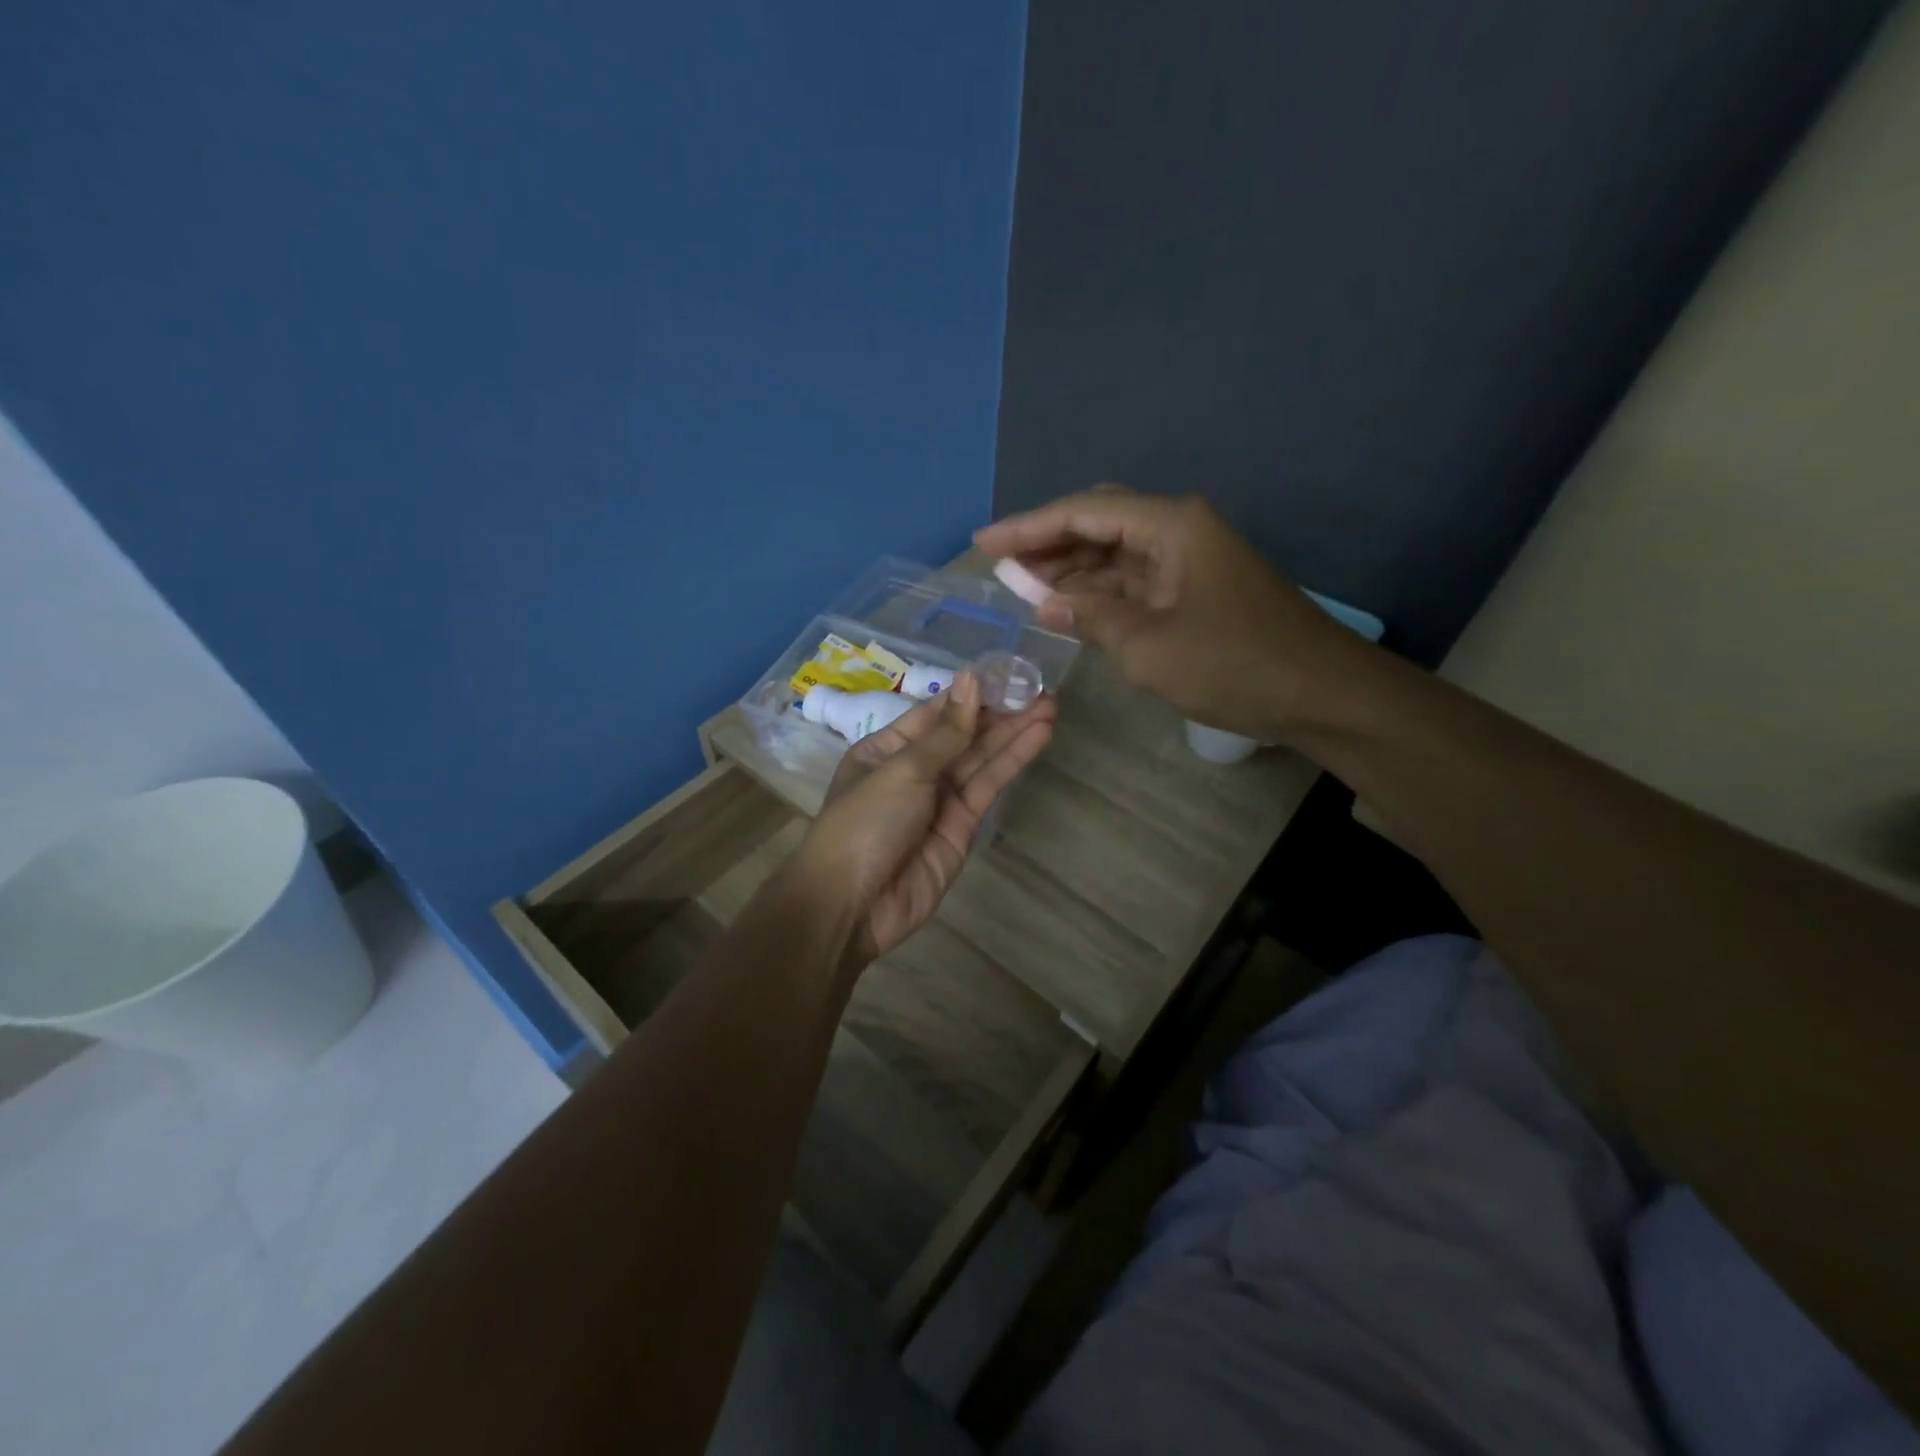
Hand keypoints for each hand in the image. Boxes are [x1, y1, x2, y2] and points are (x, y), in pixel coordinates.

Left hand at [797, 672, 1056, 963]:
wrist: (853, 904)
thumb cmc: (865, 823)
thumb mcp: (903, 769)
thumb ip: (946, 731)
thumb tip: (971, 679)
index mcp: (886, 749)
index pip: (935, 713)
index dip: (971, 694)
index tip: (1009, 673)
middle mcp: (915, 770)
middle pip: (964, 735)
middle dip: (1001, 712)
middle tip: (1042, 688)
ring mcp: (940, 800)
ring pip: (982, 759)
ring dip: (1014, 733)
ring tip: (1051, 705)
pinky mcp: (962, 827)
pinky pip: (988, 786)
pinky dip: (1012, 762)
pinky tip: (1037, 736)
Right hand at [975, 486, 1364, 739]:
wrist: (1321, 693)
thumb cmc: (1235, 665)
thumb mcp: (1149, 646)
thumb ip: (1091, 618)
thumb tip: (1045, 603)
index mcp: (1170, 525)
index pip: (1083, 512)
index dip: (1028, 527)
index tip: (983, 545)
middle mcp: (1178, 528)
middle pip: (1098, 521)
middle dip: (1047, 543)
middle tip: (1000, 565)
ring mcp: (1189, 559)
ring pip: (1115, 551)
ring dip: (1071, 568)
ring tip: (1022, 587)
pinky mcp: (1195, 588)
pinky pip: (1134, 579)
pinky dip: (1099, 592)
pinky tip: (1068, 605)